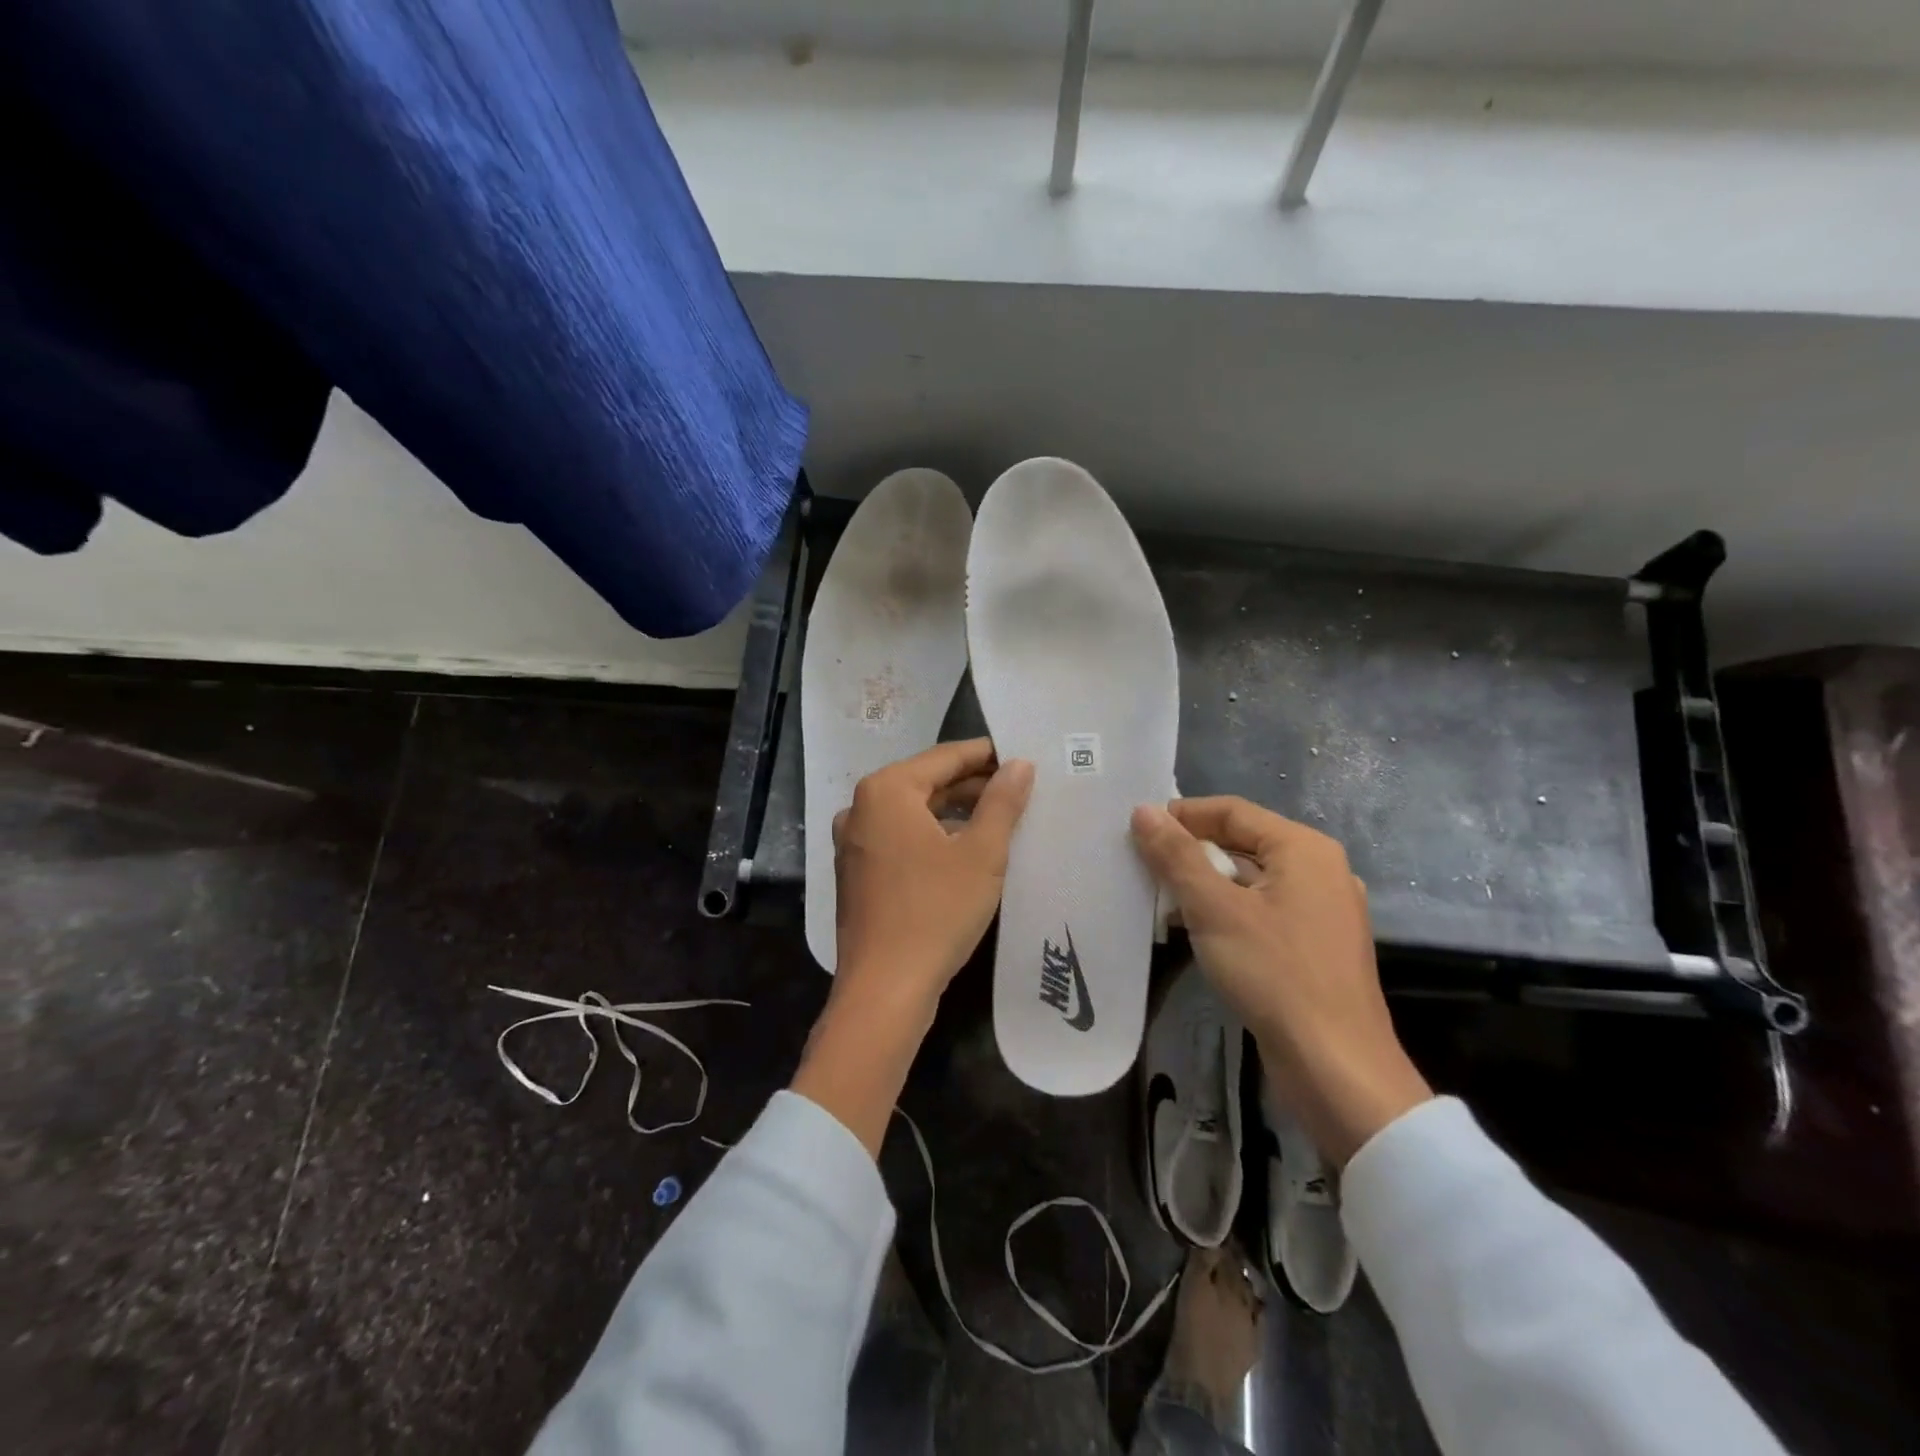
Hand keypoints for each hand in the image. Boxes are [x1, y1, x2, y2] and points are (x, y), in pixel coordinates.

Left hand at [832, 737, 1034, 1014]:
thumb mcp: (982, 854)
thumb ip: (1002, 802)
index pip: (945, 757)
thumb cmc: (936, 911)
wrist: (884, 988)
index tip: (1021, 755)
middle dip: (973, 785)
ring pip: (914, 812)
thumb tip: (1019, 764)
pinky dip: (933, 836)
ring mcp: (854, 841)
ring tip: (1000, 818)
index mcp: (886, 790)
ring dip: (955, 812)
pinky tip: (965, 851)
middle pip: (927, 782)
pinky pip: (901, 838)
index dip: (986, 755)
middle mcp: (861, 807)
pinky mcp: (857, 871)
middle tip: (1019, 789)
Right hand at [1131, 797, 1430, 1166]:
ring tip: (1162, 899)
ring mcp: (1323, 911)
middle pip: (1244, 842)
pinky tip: (1197, 931)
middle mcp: (1321, 870)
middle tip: (1144, 864)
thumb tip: (1143, 811)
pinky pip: (1264, 910)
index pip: (1232, 810)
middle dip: (1192, 852)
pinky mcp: (1317, 947)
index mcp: (1304, 849)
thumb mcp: (1214, 909)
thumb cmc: (1274, 974)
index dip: (1183, 815)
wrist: (1335, 1067)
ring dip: (1207, 884)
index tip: (1138, 828)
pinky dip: (1229, 911)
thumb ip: (1176, 856)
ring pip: (1252, 879)